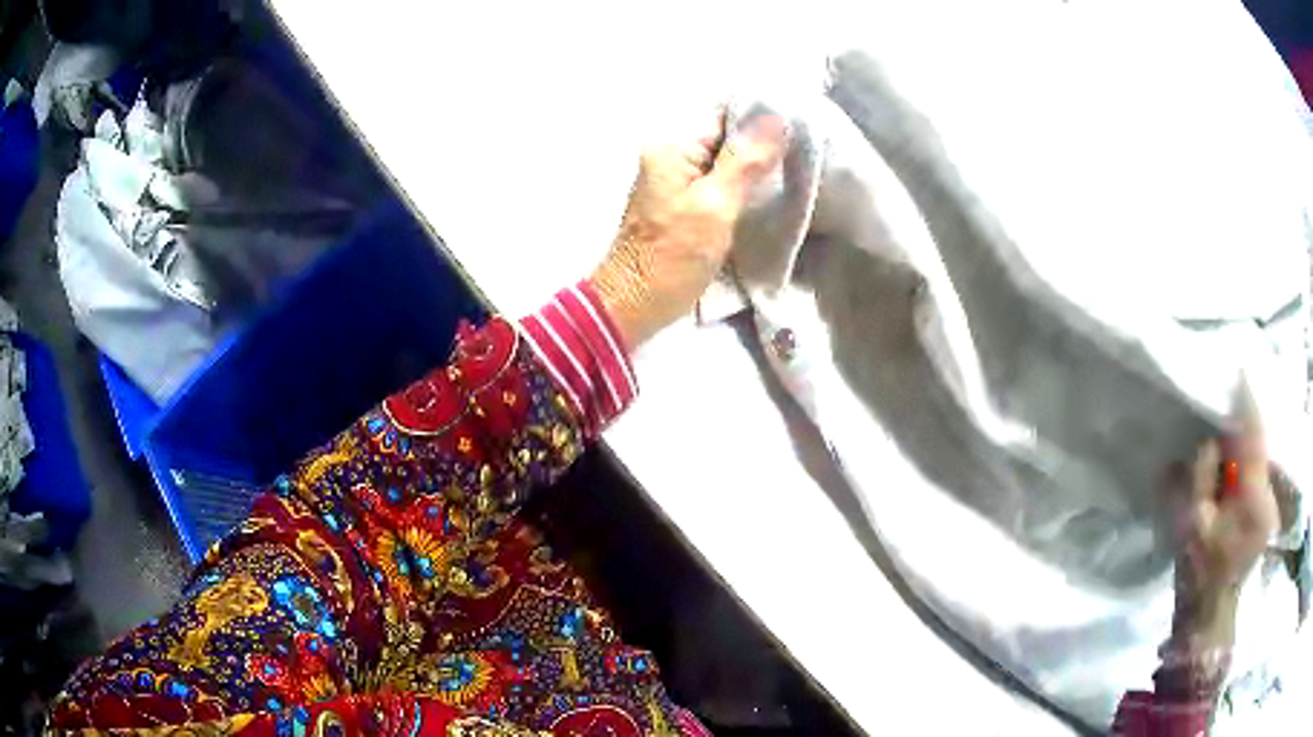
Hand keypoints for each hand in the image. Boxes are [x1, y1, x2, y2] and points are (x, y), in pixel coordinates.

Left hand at [590, 110, 785, 348]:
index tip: (803, 126)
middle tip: (808, 151)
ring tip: (798, 168)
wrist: (634, 305)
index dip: (763, 119)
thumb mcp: (715, 206)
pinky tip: (771, 191)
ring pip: (726, 161)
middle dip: (764, 143)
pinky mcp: (685, 204)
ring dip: (757, 166)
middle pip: (726, 137)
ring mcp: (677, 180)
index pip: (724, 116)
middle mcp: (671, 155)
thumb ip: (745, 161)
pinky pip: (720, 183)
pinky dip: (744, 186)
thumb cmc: (672, 257)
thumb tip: (775, 117)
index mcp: (672, 147)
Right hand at [1167, 388, 1279, 649]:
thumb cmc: (1198, 574)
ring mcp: (1270, 506)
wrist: (1208, 615)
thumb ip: (1199, 476)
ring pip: (1258, 459)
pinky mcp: (1266, 513)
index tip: (1238, 370)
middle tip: (1224, 404)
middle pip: (1258, 446)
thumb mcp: (1191, 525)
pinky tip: (1232, 462)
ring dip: (1243, 444)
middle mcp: (1269, 497)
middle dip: (1242, 423)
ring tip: (1226, 432)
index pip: (1254, 437)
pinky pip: (1257, 474)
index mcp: (1254, 500)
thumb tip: (1208, 440)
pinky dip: (1245, 462)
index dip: (1247, 402)